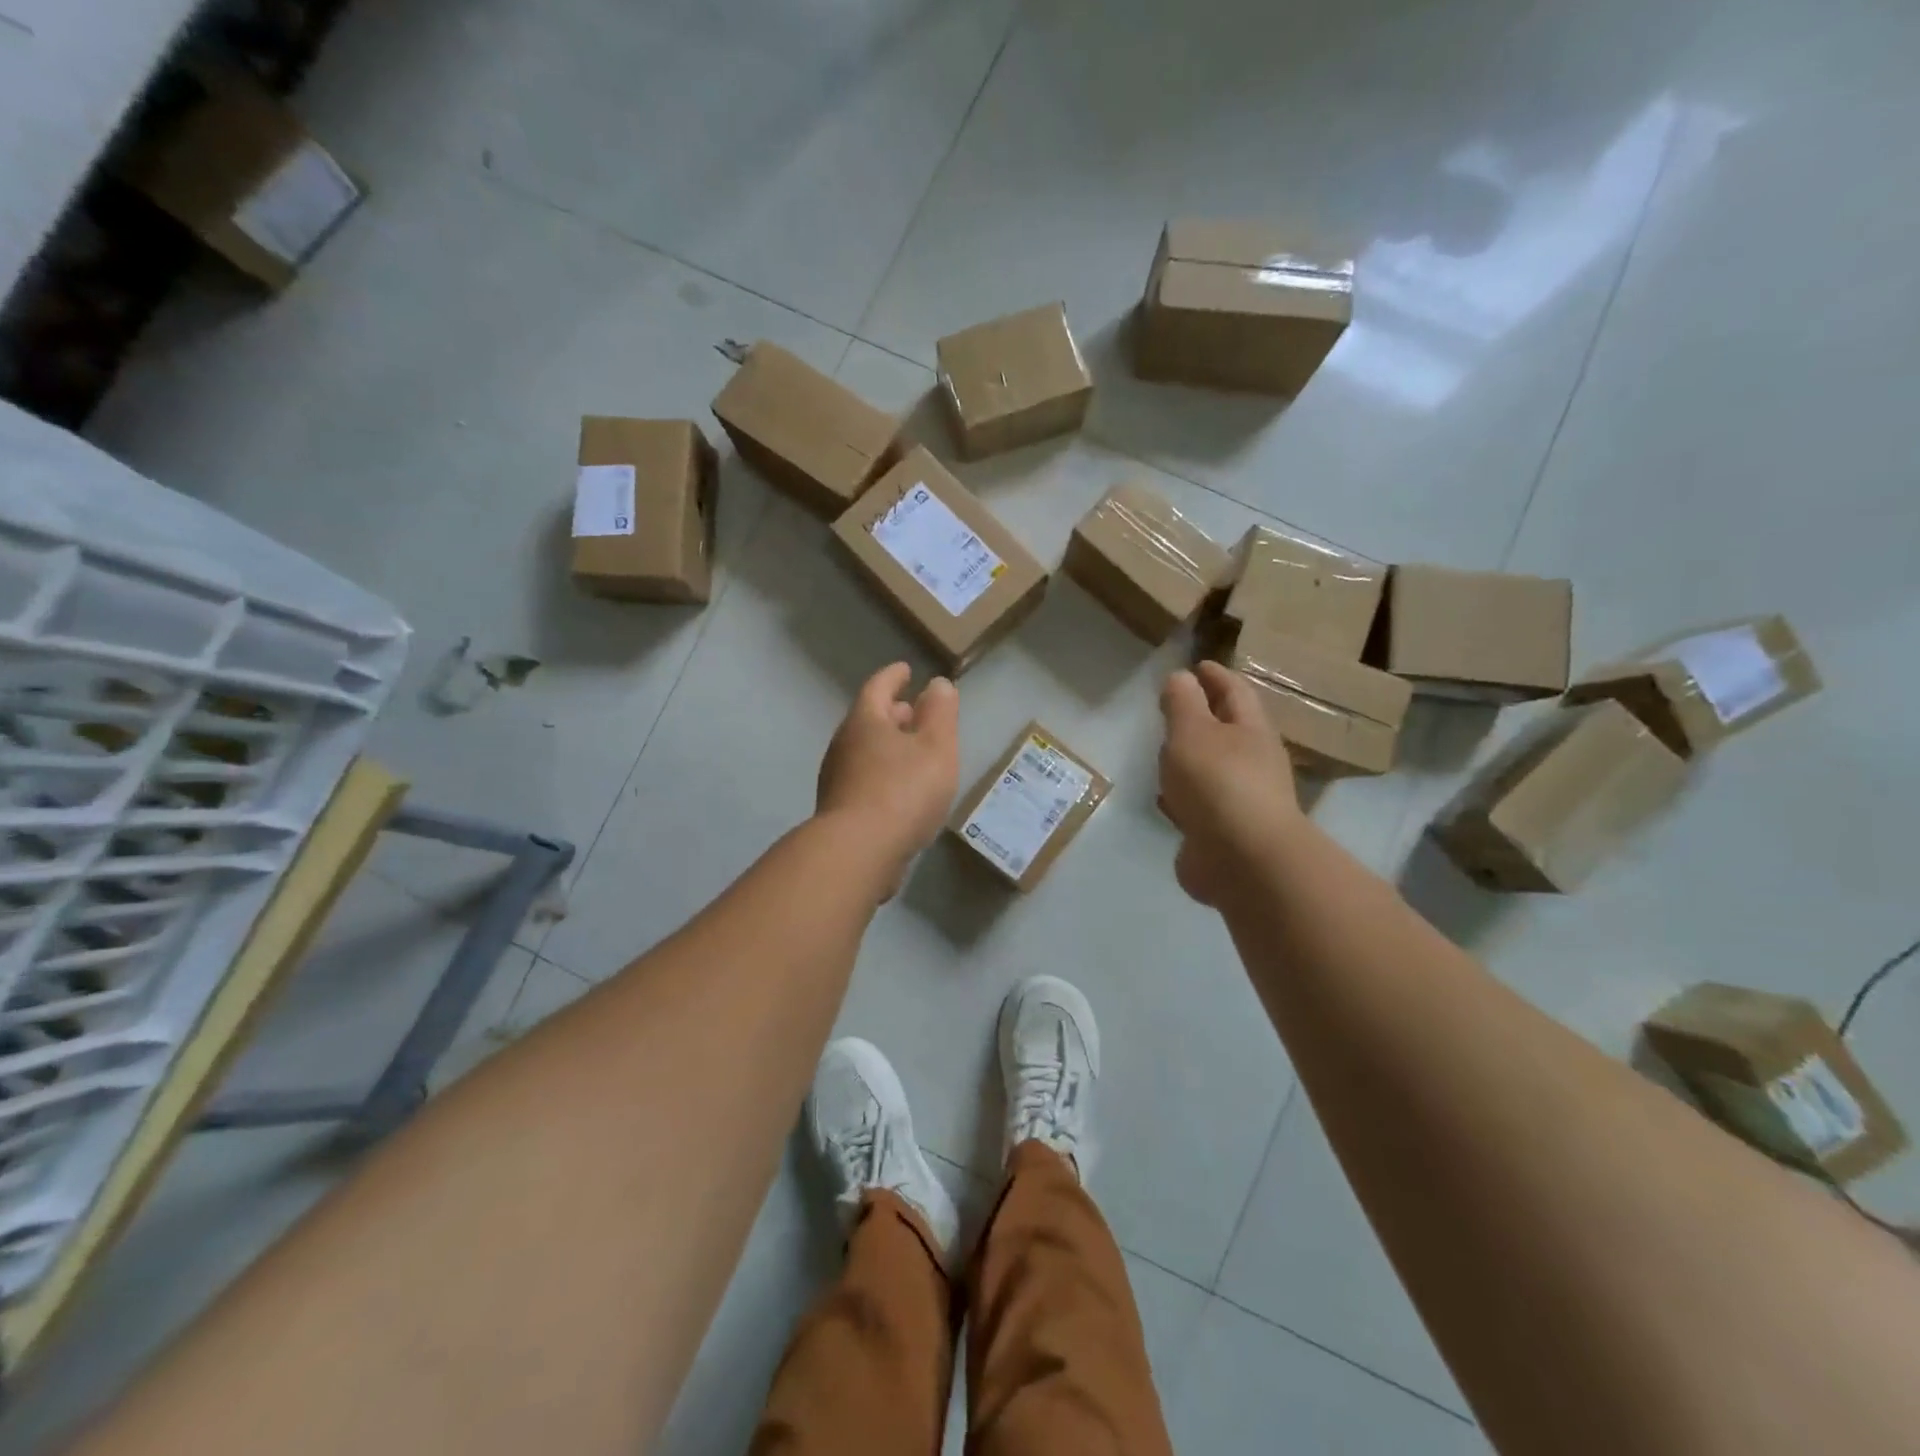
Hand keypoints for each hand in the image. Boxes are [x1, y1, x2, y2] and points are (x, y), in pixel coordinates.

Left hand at [817, 663, 959, 896]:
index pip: (879, 687)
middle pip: (869, 719)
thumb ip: (940, 712)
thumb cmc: (903, 791)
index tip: (905, 670)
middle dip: (892, 712)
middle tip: (913, 710)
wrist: (858, 853)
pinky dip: (883, 773)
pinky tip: (900, 791)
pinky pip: (864, 779)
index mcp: (865, 721)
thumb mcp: (936, 746)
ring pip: (865, 750)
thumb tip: (936, 684)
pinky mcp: (839, 811)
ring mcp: (837, 779)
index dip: (894, 676)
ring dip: (887, 745)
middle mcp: (844, 744)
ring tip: (912, 751)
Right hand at [1158, 661, 1301, 906]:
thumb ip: (1182, 703)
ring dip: (1193, 758)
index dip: (1215, 675)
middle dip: (1204, 716)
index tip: (1196, 664)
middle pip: (1228, 730)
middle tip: (1174, 706)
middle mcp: (1253, 762)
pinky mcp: (1224, 832)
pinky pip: (1200, 804)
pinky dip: (1184, 796)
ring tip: (1165, 750)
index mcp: (1251, 730)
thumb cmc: (1218, 783)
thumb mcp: (1192, 732)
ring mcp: (1241, 800)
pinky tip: (1166, 800)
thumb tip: (1181, 677)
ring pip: (1213, 768)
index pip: (1234, 691)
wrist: (1243, 861)